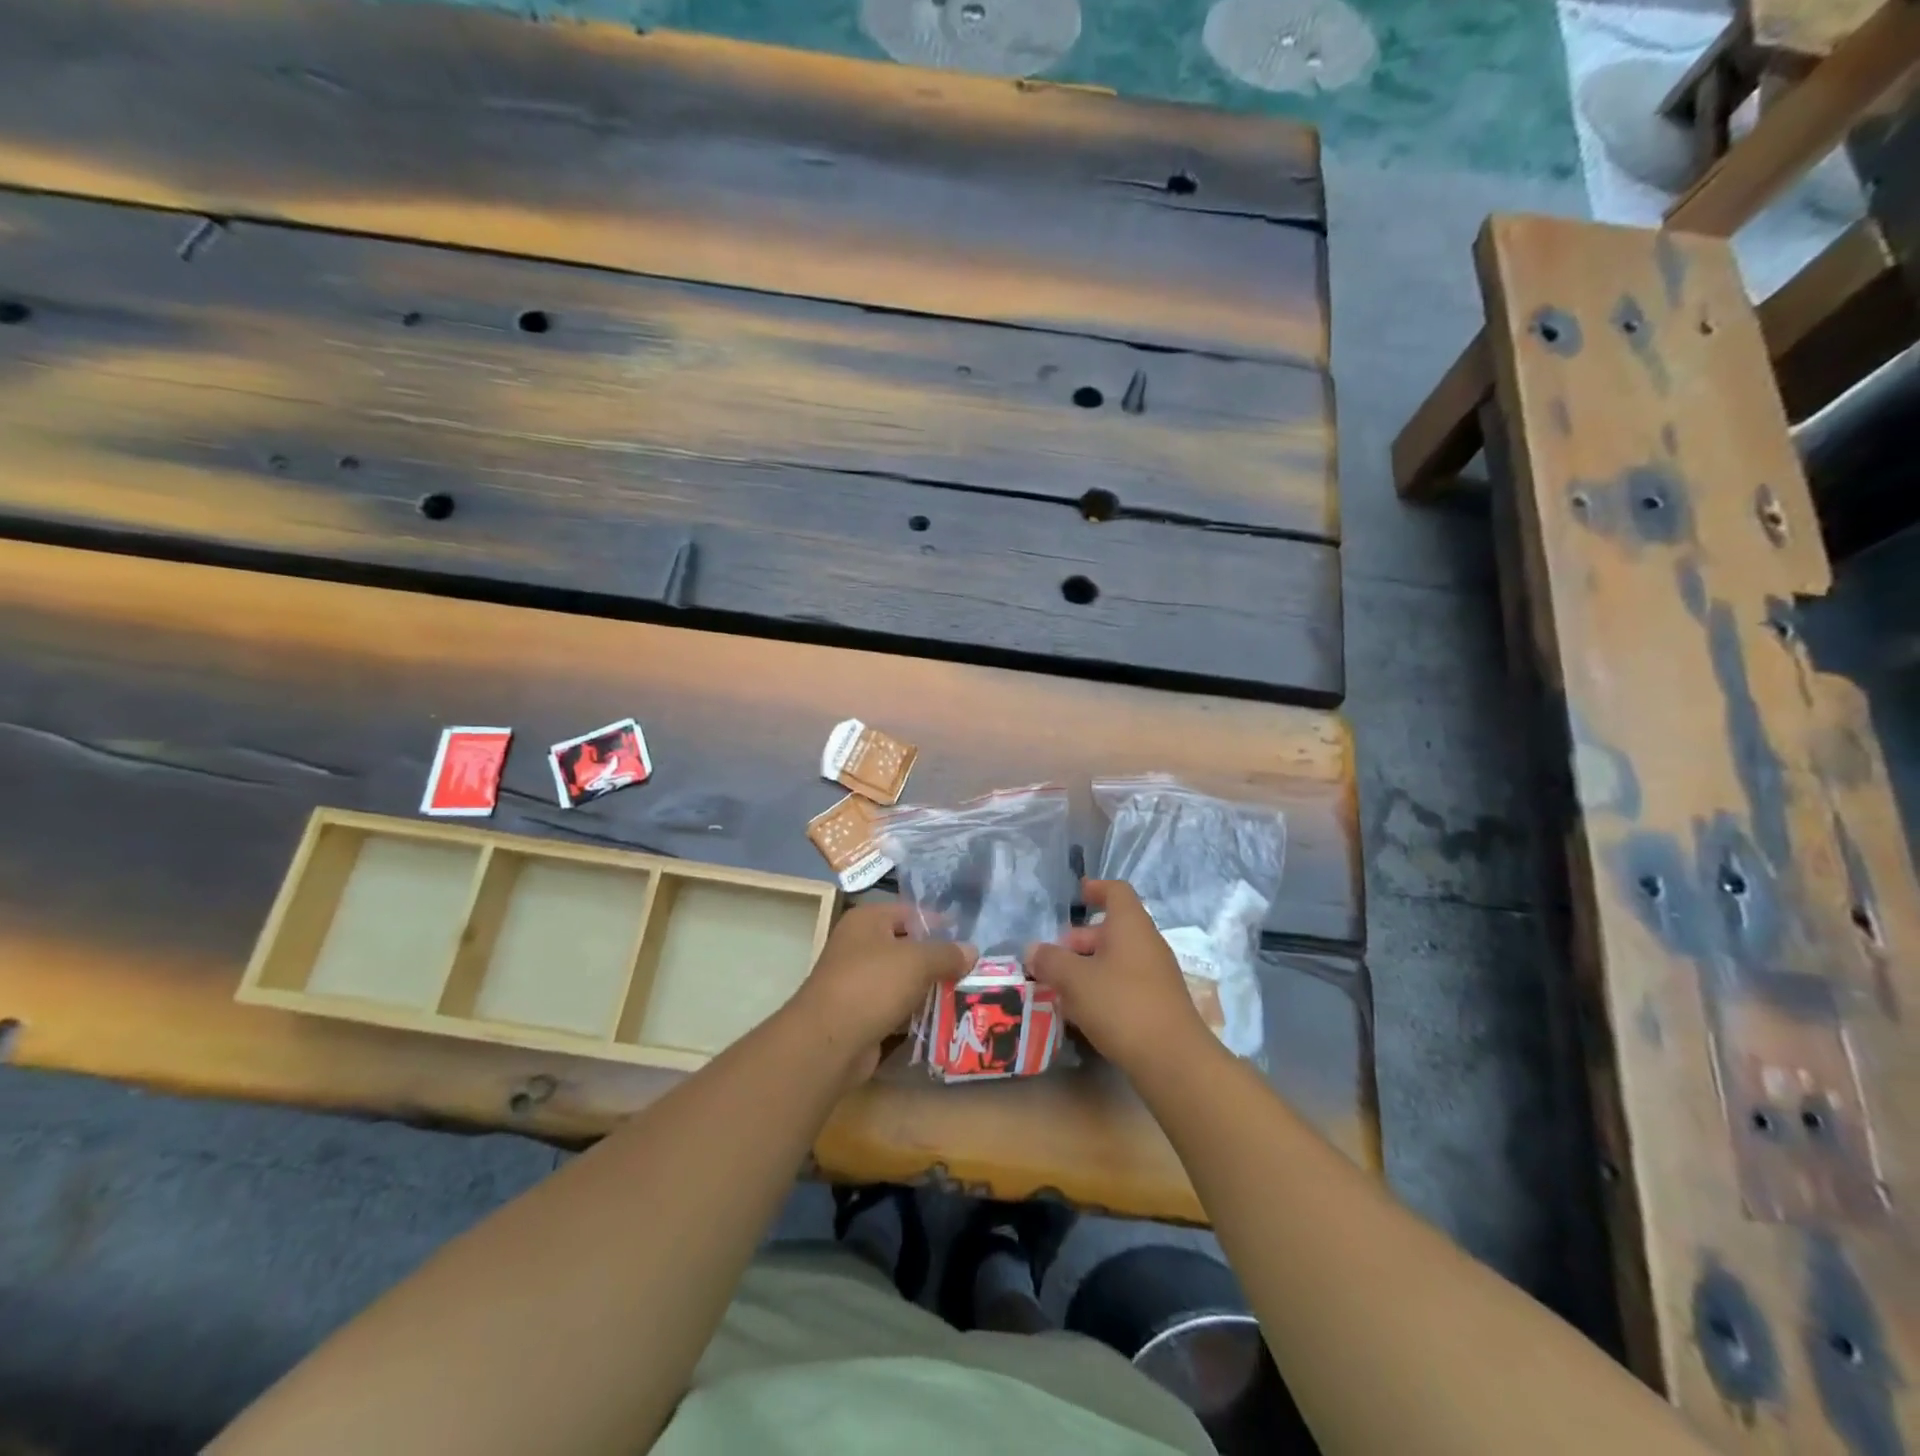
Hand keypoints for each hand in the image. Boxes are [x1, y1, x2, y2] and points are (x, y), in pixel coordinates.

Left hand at [788, 902, 972, 1081]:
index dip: (938, 923)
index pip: (909, 913)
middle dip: (936, 960)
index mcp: (867, 921)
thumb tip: (971, 951)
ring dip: (927, 990)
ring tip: (964, 996)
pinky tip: (941, 1022)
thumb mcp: (918, 961)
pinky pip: (894, 1008)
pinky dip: (914, 1015)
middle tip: (971, 971)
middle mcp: (858, 946)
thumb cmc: (872, 984)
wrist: (828, 1042)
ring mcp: (857, 982)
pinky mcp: (860, 1015)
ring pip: (902, 981)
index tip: (967, 938)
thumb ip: (947, 953)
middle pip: (906, 947)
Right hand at [1027, 879, 1211, 1076]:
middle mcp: (1147, 943)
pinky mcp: (1158, 1003)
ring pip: (1116, 958)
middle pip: (1112, 928)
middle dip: (1080, 938)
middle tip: (1053, 957)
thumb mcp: (1075, 980)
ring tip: (1061, 987)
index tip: (1076, 895)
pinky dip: (1102, 987)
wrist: (1173, 1060)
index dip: (1096, 888)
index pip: (1116, 891)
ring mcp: (1156, 974)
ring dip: (1088, 966)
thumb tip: (1033, 950)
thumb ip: (1050, 960)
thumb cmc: (1121, 1005)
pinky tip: (1082, 1012)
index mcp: (1131, 925)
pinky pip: (1125, 983)